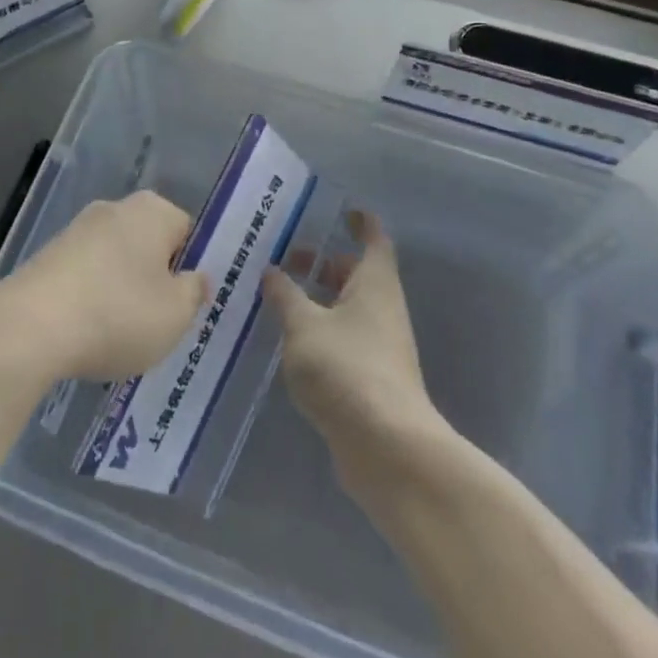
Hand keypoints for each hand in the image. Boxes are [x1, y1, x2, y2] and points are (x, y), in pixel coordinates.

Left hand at [0, 191, 207, 382]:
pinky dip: (90, 298)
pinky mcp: (47, 254)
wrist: (30, 327)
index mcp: (153, 210)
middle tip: (156, 322)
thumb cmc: (118, 314)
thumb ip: (194, 292)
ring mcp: (76, 230)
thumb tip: (195, 278)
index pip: (186, 232)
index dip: (189, 268)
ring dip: (120, 290)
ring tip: (117, 335)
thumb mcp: (175, 314)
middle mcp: (115, 208)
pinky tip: (85, 332)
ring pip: (115, 261)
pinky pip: (84, 275)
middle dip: (153, 278)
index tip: (182, 305)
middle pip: (148, 243)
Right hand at [263, 210, 439, 467]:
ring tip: (278, 298)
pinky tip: (291, 341)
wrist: (386, 447)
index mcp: (374, 284)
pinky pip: (344, 339)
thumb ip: (285, 295)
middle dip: (324, 264)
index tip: (342, 211)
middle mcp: (382, 309)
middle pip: (356, 274)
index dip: (361, 221)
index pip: (374, 239)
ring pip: (348, 309)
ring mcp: (380, 345)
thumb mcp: (303, 325)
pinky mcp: (371, 378)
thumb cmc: (346, 368)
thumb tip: (271, 271)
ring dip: (318, 300)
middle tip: (286, 259)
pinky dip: (321, 331)